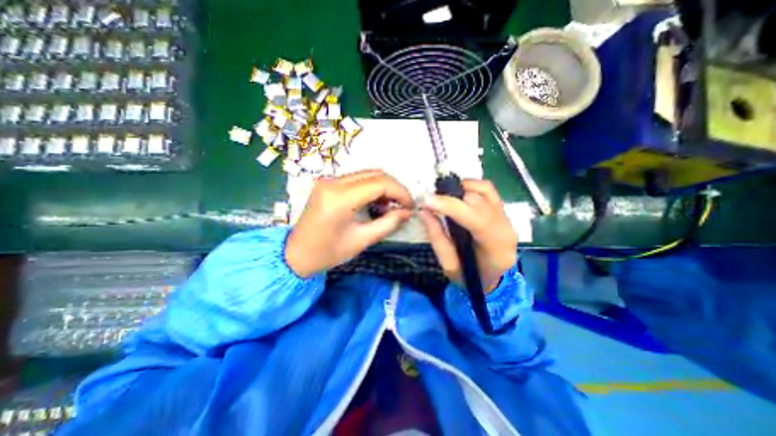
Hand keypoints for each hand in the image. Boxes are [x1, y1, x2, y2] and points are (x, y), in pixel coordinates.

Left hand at [284, 168, 415, 277]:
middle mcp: (333, 182)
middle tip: (402, 206)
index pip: (380, 183)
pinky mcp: (328, 183)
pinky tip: (376, 202)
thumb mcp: (362, 240)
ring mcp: (329, 180)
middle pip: (375, 174)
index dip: (400, 192)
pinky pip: (357, 179)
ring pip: (367, 174)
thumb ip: (388, 223)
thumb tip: (407, 212)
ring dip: (384, 187)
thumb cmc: (327, 253)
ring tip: (390, 206)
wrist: (295, 255)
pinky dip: (372, 187)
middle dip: (394, 188)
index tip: (410, 206)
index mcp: (340, 198)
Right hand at [419, 179, 514, 294]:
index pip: (475, 218)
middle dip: (450, 198)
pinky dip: (470, 186)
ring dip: (460, 190)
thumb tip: (424, 211)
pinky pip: (488, 190)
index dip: (449, 206)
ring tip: (444, 198)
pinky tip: (458, 194)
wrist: (493, 280)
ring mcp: (507, 217)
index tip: (427, 201)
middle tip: (430, 202)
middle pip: (478, 201)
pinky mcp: (502, 211)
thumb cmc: (471, 278)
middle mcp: (506, 227)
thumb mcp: (449, 265)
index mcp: (495, 247)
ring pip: (484, 190)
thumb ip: (437, 237)